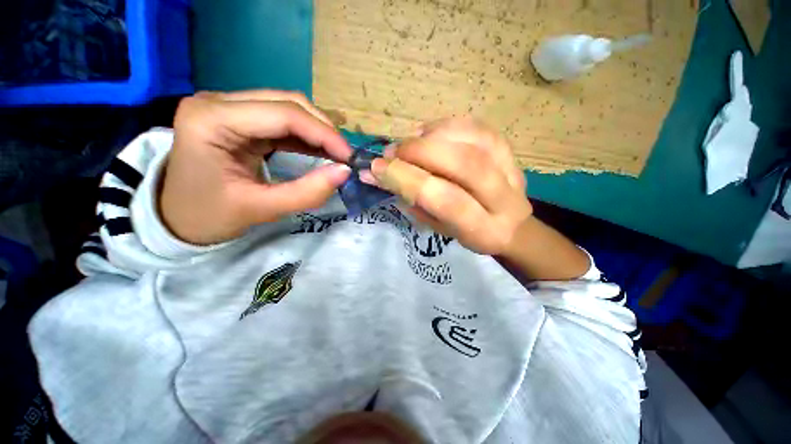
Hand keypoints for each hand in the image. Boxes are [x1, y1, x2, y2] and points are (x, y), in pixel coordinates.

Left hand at [161, 90, 352, 244]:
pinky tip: (319, 150)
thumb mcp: (261, 209)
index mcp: (211, 120)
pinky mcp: (238, 118)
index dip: (323, 134)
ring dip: (317, 131)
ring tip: (336, 154)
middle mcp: (218, 102)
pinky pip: (281, 120)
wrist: (178, 218)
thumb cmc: (209, 216)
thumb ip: (307, 192)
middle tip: (344, 157)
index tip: (348, 157)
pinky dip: (305, 135)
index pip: (283, 114)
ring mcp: (227, 107)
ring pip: (288, 107)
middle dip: (323, 130)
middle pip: (287, 102)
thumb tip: (344, 172)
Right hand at [365, 118, 532, 255]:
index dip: (407, 179)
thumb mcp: (437, 226)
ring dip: (431, 136)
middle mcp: (502, 198)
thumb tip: (377, 174)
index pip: (443, 199)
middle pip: (461, 163)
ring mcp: (510, 168)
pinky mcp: (509, 149)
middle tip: (392, 153)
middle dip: (418, 152)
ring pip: (471, 139)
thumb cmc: (467, 232)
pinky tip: (429, 133)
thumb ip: (411, 201)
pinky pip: (477, 126)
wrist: (510, 225)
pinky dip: (447, 125)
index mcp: (481, 229)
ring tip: (410, 143)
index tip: (377, 168)